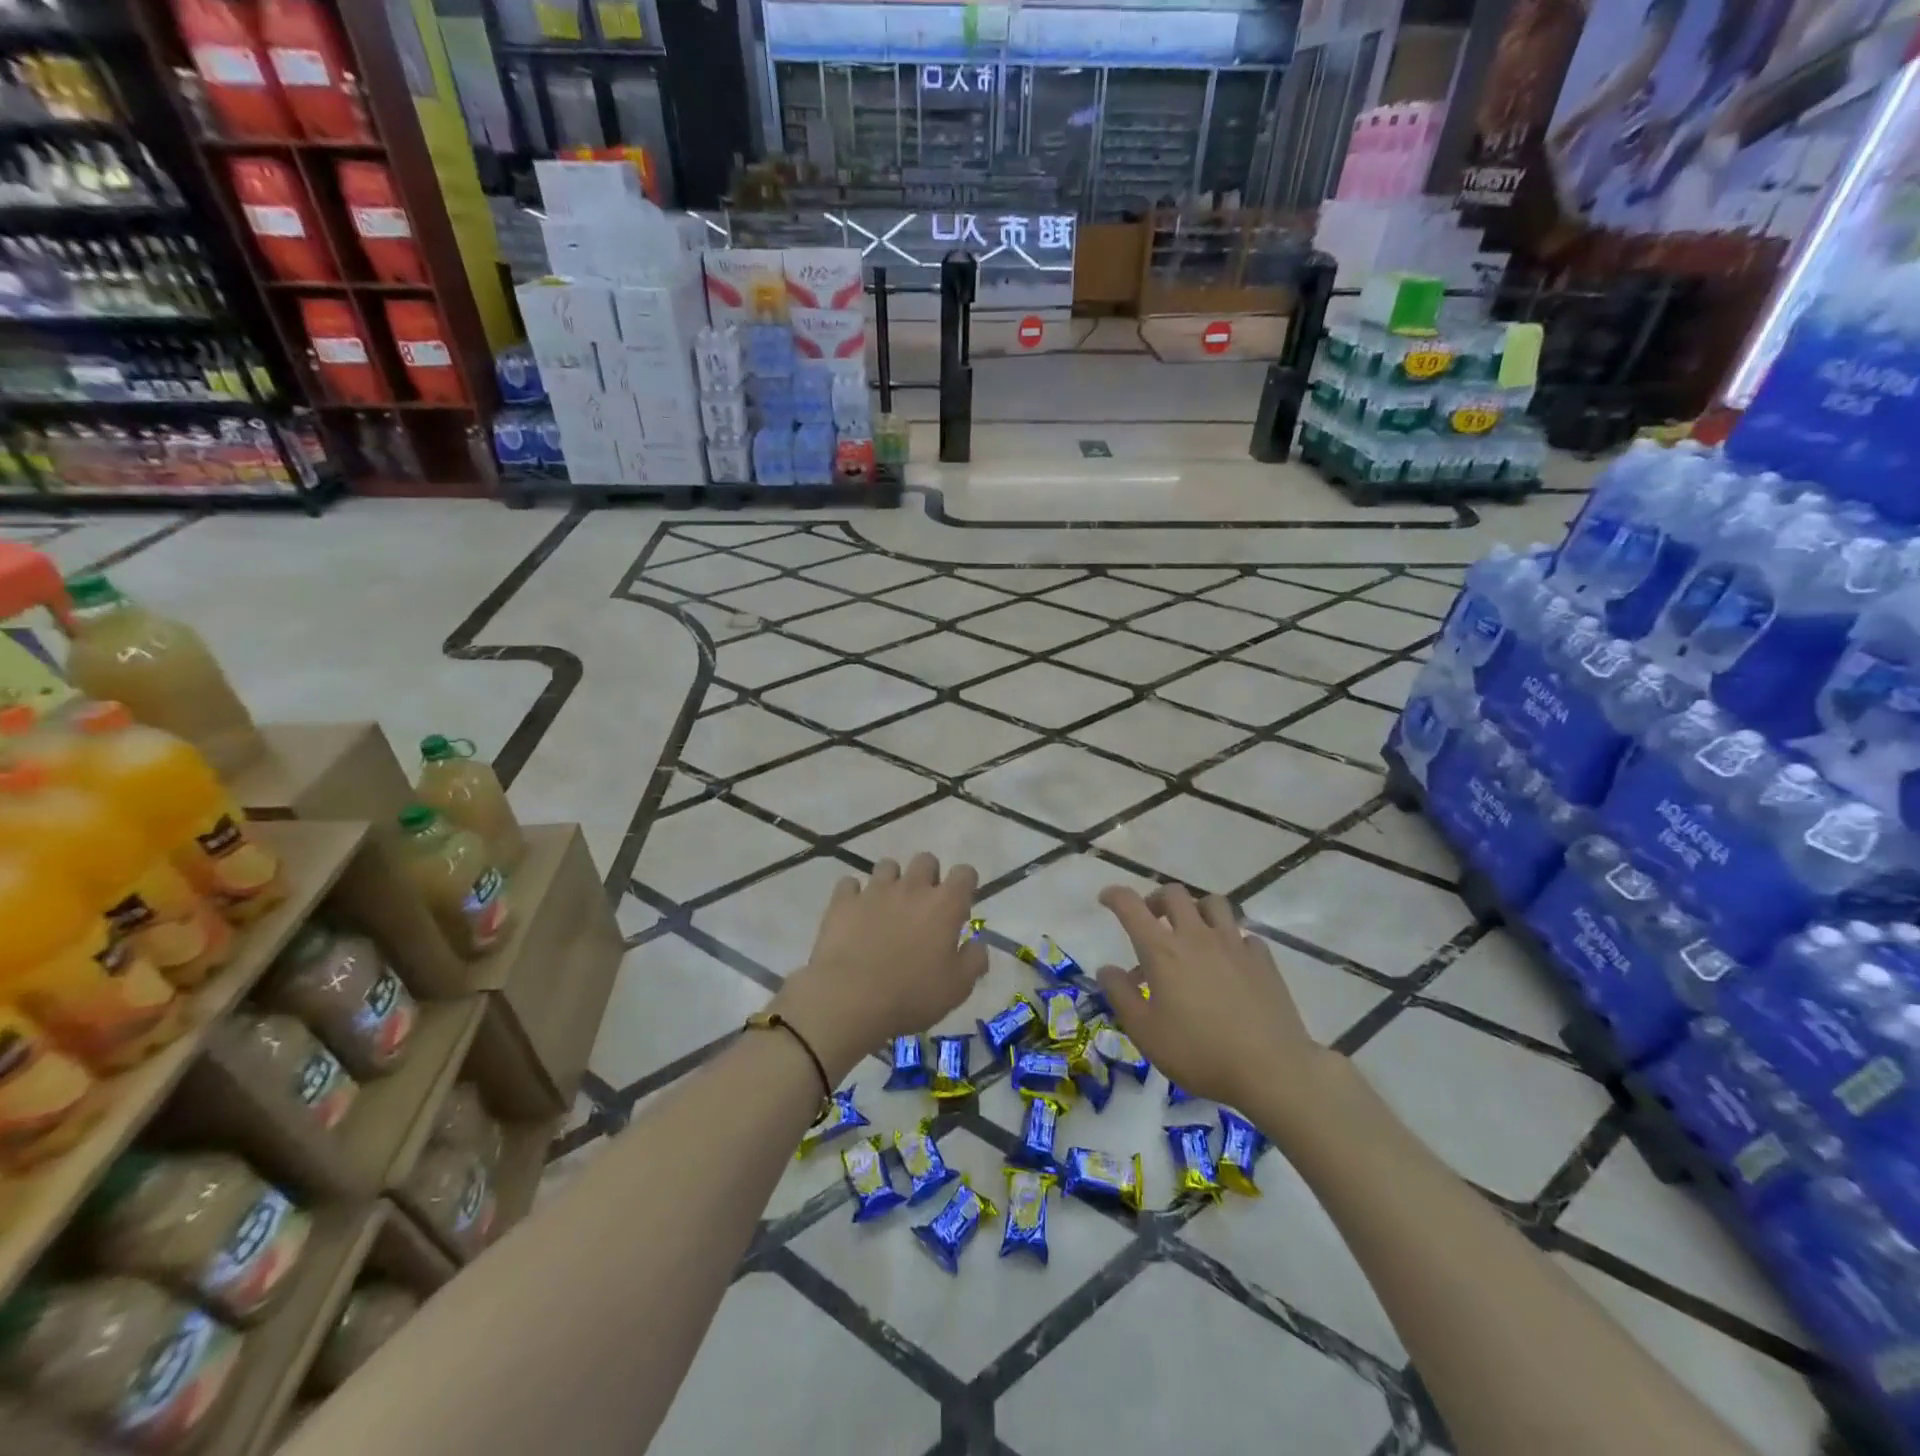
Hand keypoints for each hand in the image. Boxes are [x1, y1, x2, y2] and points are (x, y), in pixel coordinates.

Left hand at [771, 854, 986, 1081]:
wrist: (850, 999)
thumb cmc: (912, 995)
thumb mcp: (957, 988)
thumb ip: (974, 960)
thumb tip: (978, 944)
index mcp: (944, 905)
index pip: (964, 873)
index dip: (965, 883)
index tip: (961, 902)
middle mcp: (912, 888)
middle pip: (926, 860)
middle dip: (928, 876)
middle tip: (923, 905)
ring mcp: (874, 890)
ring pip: (887, 866)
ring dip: (891, 881)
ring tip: (887, 906)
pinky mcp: (843, 900)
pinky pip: (850, 884)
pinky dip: (854, 894)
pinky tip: (854, 913)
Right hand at [1095, 884, 1329, 1116]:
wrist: (1272, 1069)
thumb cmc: (1199, 1053)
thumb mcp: (1145, 1033)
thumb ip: (1121, 996)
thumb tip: (1107, 969)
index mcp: (1162, 951)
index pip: (1131, 906)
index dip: (1114, 896)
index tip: (1106, 899)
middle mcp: (1196, 936)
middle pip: (1174, 893)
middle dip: (1156, 899)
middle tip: (1151, 920)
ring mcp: (1234, 944)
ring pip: (1212, 903)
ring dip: (1196, 910)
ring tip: (1191, 933)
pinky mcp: (1263, 959)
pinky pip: (1242, 934)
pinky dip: (1230, 940)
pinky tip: (1229, 962)